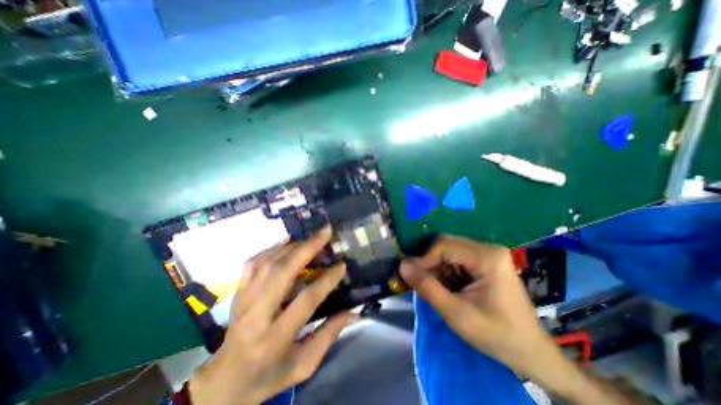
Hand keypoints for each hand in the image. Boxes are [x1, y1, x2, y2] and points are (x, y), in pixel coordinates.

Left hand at [186, 226, 354, 404]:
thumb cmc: (269, 375)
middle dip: (307, 248)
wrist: (224, 382)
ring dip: (292, 245)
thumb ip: (328, 335)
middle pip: (282, 272)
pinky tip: (287, 241)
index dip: (326, 280)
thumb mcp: (303, 365)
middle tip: (325, 232)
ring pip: (268, 263)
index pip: (305, 300)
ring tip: (311, 235)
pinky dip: (272, 248)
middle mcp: (256, 314)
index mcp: (274, 338)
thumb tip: (353, 310)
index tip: (341, 265)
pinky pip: (254, 262)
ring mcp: (243, 300)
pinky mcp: (238, 292)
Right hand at [400, 234, 641, 404]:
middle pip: (446, 244)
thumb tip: (402, 265)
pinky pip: (457, 256)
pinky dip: (446, 268)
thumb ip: (427, 287)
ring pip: (450, 249)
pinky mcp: (487, 260)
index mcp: (487, 257)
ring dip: (437, 265)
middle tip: (423, 282)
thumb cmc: (496, 334)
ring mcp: (489, 252)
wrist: (531, 352)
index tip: (412, 277)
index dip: (424, 260)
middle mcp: (488, 247)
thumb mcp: (456, 313)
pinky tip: (448, 284)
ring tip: (435, 286)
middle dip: (430, 262)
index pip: (444, 246)